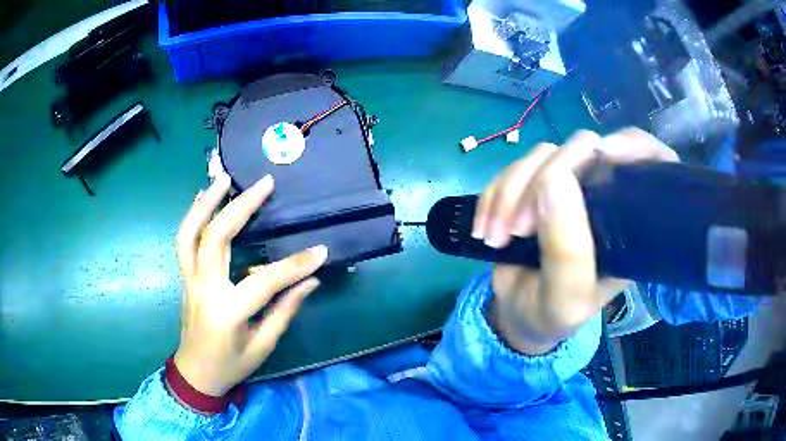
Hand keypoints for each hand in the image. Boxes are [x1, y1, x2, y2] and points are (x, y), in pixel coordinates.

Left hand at [173, 173, 327, 396]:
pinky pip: (184, 240)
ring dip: (205, 202)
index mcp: (228, 312)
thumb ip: (285, 310)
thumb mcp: (263, 345)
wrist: (196, 373)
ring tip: (223, 178)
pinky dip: (193, 215)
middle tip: (263, 184)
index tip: (320, 250)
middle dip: (240, 207)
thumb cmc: (231, 365)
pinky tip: (204, 197)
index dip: (295, 265)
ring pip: (190, 233)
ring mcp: (189, 280)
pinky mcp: (185, 276)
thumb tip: (311, 280)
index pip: (265, 281)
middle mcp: (204, 289)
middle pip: (216, 238)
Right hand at [473, 129, 677, 354]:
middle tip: (517, 230)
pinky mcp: (534, 184)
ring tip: (494, 236)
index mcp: (628, 222)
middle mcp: (603, 194)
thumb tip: (554, 177)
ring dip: (510, 192)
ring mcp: (567, 184)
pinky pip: (513, 167)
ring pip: (543, 154)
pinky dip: (493, 193)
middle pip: (584, 149)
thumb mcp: (566, 297)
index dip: (633, 146)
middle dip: (544, 181)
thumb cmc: (553, 313)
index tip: (606, 154)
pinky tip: (483, 227)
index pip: (649, 163)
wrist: (518, 313)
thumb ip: (567, 250)